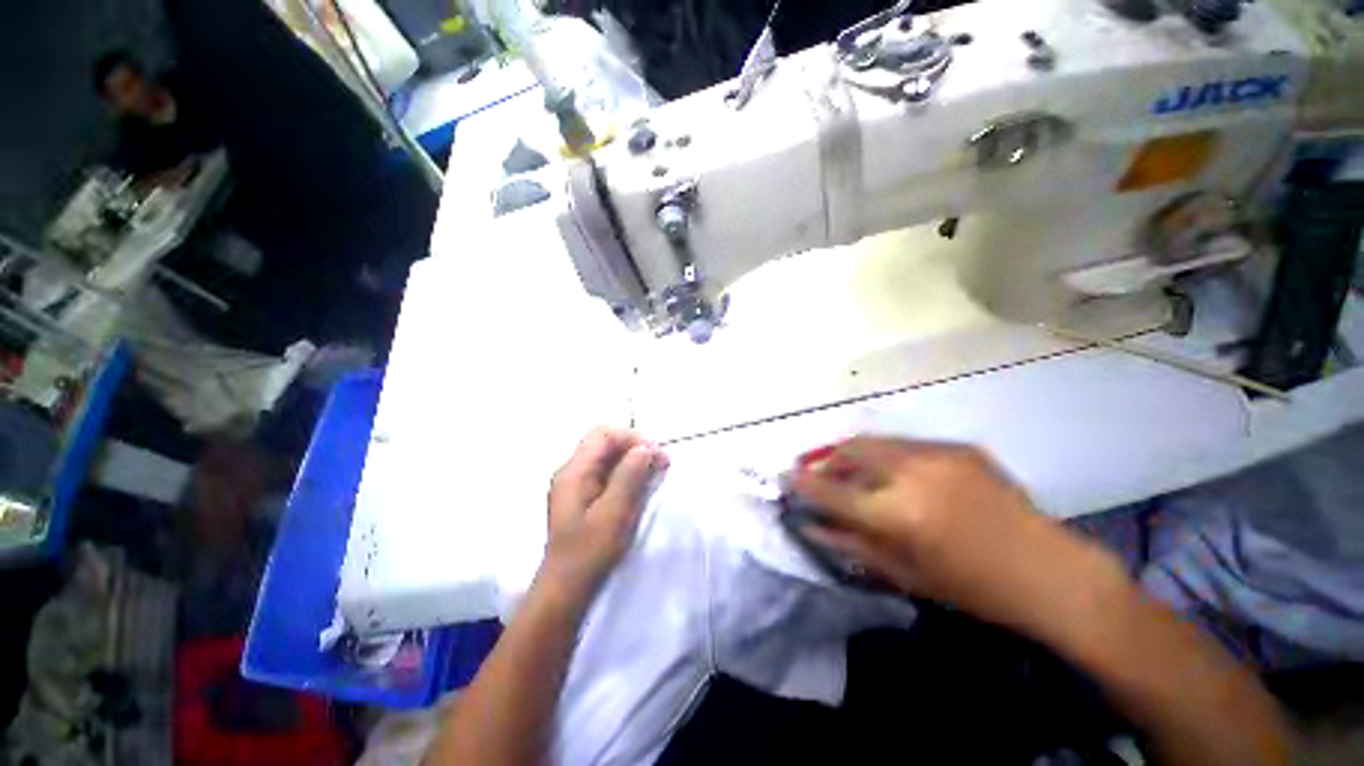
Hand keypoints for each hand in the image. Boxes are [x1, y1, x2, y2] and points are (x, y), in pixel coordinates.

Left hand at [540, 427, 667, 604]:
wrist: (565, 590)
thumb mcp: (613, 513)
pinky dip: (627, 474)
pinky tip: (642, 485)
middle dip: (635, 448)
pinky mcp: (584, 497)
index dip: (631, 437)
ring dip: (633, 460)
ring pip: (608, 458)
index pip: (602, 435)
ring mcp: (576, 484)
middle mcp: (572, 472)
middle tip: (661, 463)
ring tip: (657, 472)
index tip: (655, 453)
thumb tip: (646, 448)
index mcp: (573, 472)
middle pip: (605, 444)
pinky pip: (607, 474)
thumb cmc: (589, 552)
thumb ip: (628, 477)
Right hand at [791, 437, 1122, 632]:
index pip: (831, 490)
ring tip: (850, 469)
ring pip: (875, 441)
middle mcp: (912, 473)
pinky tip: (895, 473)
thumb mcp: (903, 574)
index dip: (803, 483)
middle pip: (850, 450)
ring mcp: (938, 454)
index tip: (786, 477)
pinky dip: (887, 455)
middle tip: (818, 471)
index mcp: (897, 513)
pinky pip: (906, 445)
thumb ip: (849, 544)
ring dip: (854, 453)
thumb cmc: (972, 588)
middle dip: (826, 458)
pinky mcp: (959, 446)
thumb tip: (809, 524)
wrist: (1050, 572)